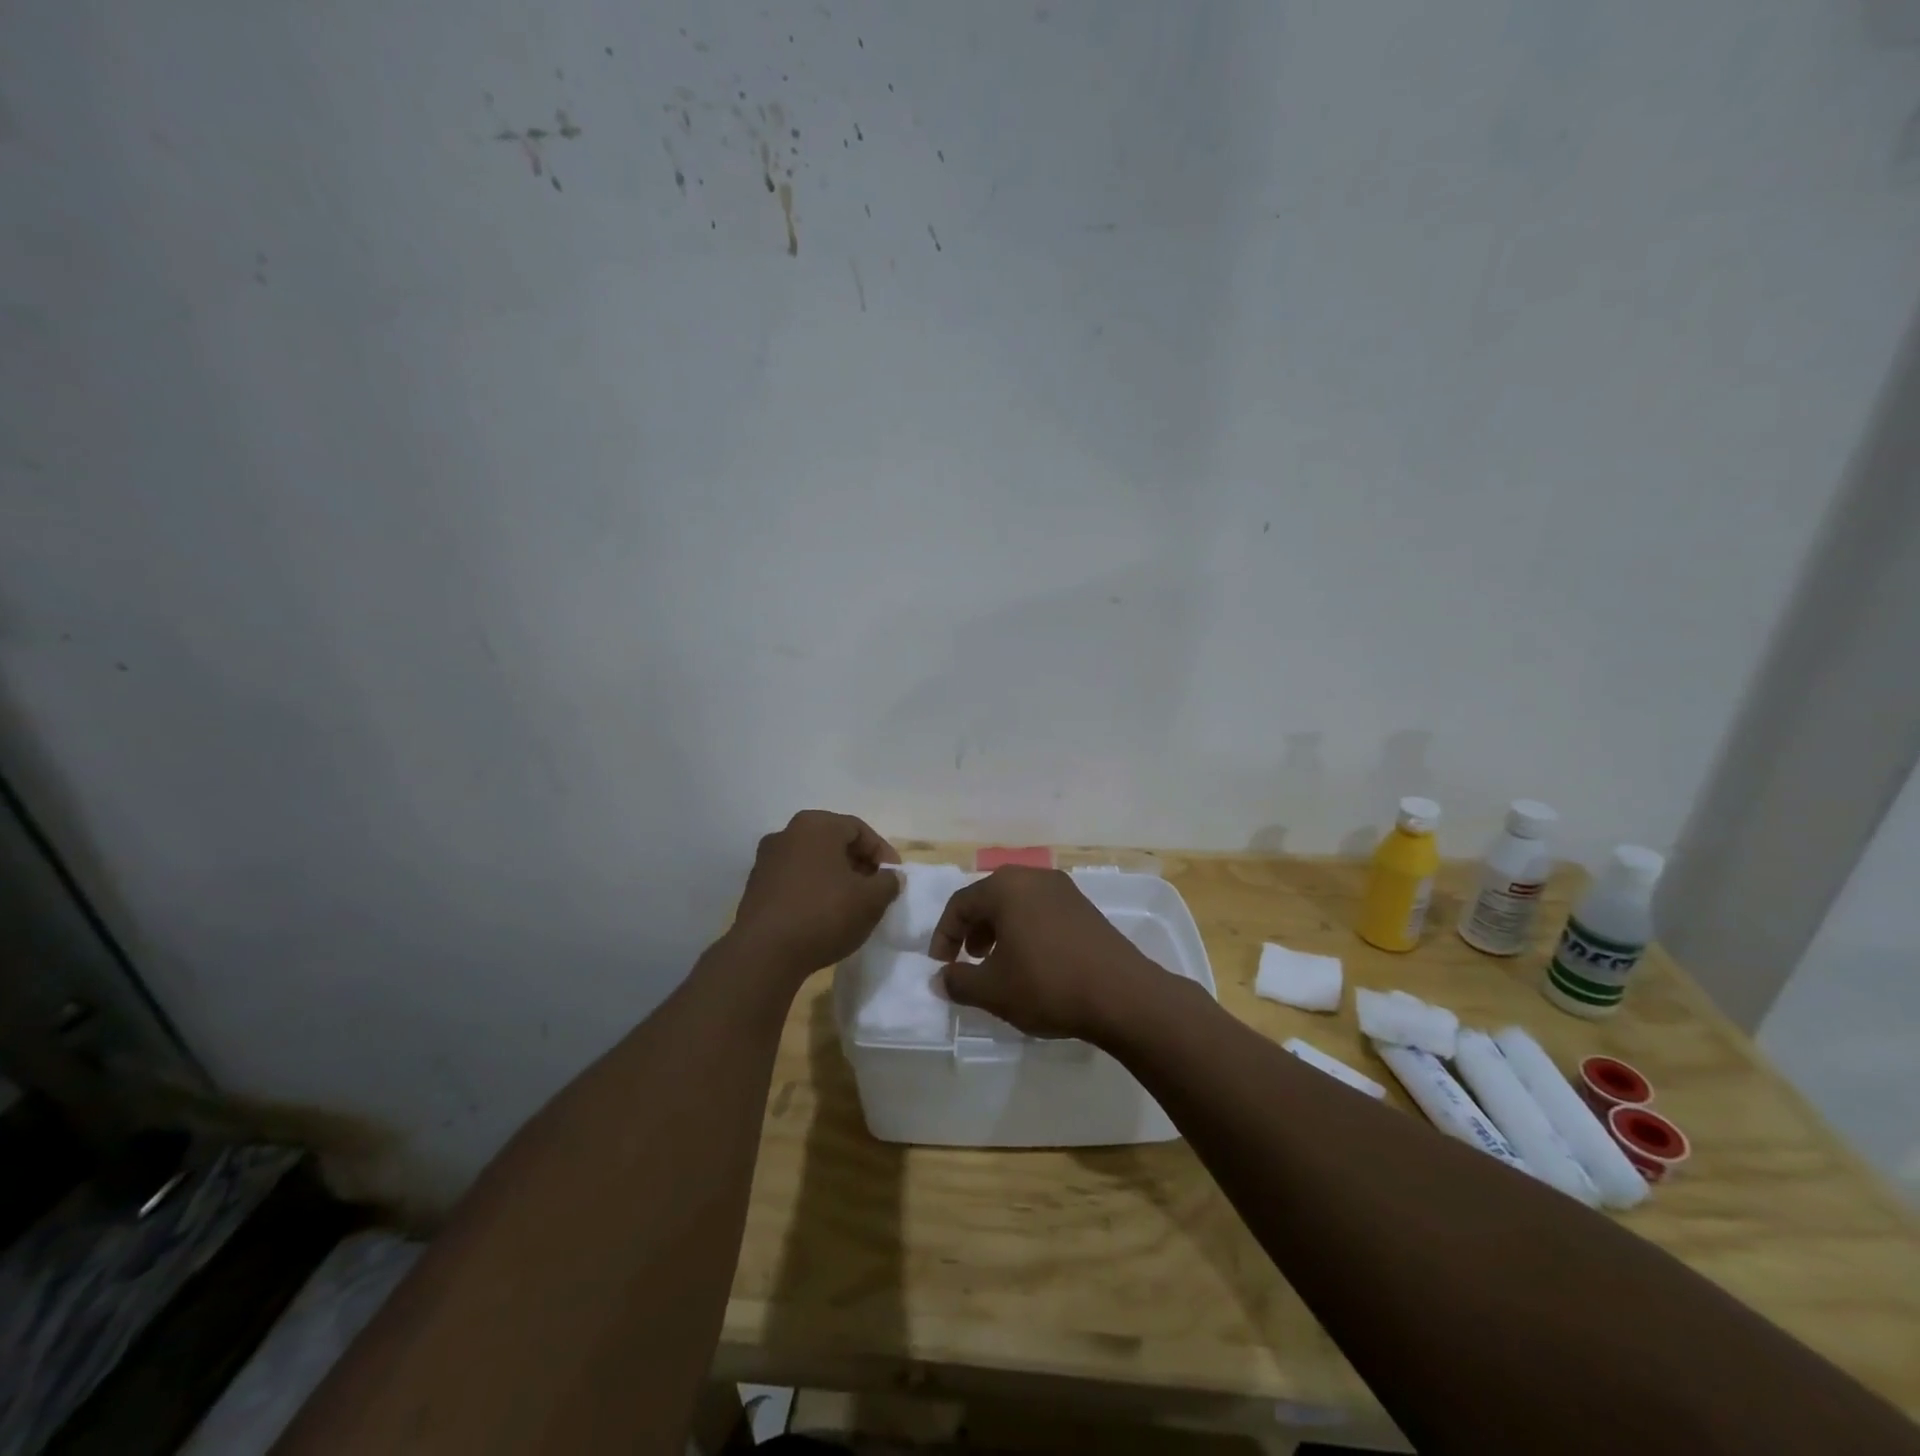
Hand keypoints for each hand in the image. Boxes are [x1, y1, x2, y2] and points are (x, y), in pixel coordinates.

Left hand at [732, 811, 900, 976]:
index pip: (859, 830)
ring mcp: (766, 860)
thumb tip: (890, 878)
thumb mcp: (871, 900)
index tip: (894, 877)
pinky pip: (794, 880)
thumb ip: (888, 883)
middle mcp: (787, 833)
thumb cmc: (824, 914)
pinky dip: (813, 890)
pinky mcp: (755, 887)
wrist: (764, 954)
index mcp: (816, 826)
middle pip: (834, 842)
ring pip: (813, 861)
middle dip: (858, 863)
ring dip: (835, 877)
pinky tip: (823, 915)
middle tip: (875, 888)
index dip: (882, 853)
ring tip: (851, 904)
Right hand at [930, 867, 1167, 1040]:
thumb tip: (940, 979)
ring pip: (1017, 904)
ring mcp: (1064, 890)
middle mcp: (1034, 877)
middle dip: (972, 930)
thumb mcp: (993, 990)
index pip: (960, 904)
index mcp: (1006, 887)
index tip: (941, 967)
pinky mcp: (1085, 907)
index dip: (944, 936)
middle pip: (990, 898)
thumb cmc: (1047, 984)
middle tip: (969, 961)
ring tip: (999, 965)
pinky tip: (1032, 964)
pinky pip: (1042, 912)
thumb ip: (958, 982)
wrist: (1122, 995)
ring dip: (999, 931)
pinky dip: (1026, 931)